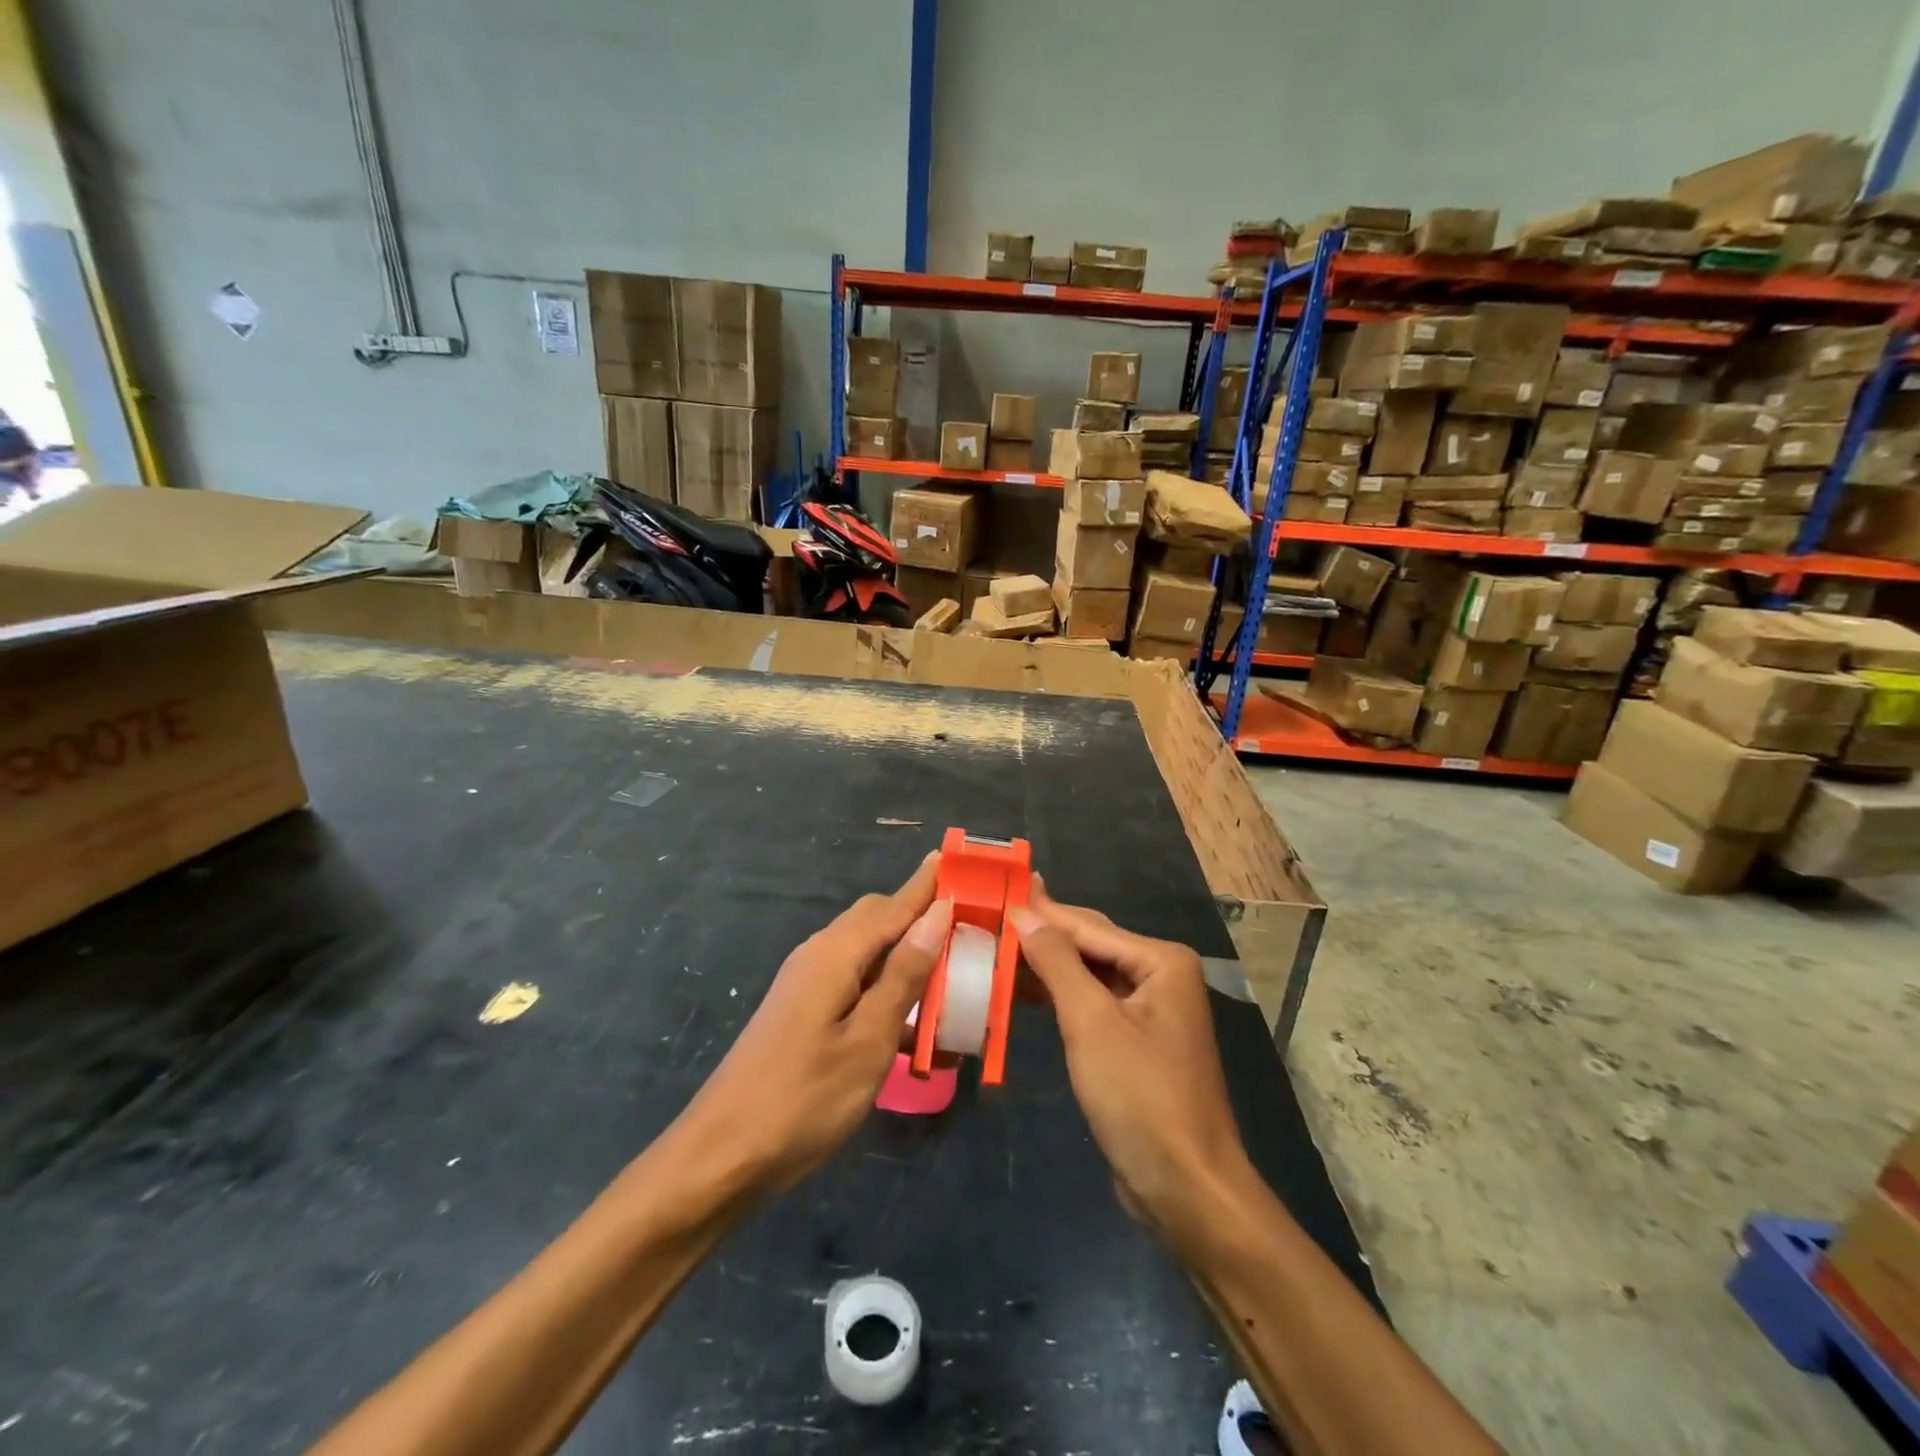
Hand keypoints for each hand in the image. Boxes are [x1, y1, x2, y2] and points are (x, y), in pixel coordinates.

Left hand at [676, 854, 952, 1196]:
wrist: (721, 1157)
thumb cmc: (803, 1099)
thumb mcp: (868, 1040)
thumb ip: (904, 975)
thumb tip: (938, 914)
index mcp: (835, 953)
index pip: (895, 903)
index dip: (930, 884)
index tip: (965, 861)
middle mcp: (819, 954)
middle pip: (878, 919)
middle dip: (922, 916)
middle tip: (971, 926)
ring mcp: (807, 983)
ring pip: (868, 951)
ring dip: (907, 955)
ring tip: (952, 972)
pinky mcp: (804, 1011)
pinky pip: (855, 981)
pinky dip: (887, 987)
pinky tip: (913, 1021)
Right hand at [1011, 881, 1249, 1242]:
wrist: (1186, 1188)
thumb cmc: (1140, 1096)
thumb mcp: (1091, 1022)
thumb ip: (1057, 962)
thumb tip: (1025, 913)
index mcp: (1162, 962)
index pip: (1088, 926)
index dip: (1040, 911)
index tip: (998, 890)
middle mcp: (1162, 976)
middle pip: (1091, 945)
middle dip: (1043, 935)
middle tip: (991, 916)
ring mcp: (1151, 1011)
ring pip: (1090, 975)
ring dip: (1047, 967)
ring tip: (997, 949)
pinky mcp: (1137, 1042)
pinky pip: (1093, 1005)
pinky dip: (1060, 997)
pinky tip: (1025, 992)